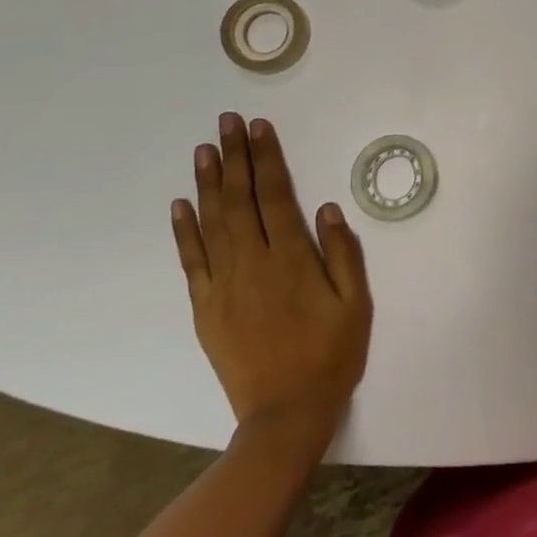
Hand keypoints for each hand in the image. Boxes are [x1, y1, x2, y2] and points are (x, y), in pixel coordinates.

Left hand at [171, 114, 371, 459]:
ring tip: (204, 149)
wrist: (285, 414)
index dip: (267, 158)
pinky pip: (191, 261)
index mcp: (292, 259)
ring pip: (212, 222)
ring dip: (208, 183)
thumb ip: (343, 253)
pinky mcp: (205, 307)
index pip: (276, 195)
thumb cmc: (330, 355)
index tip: (259, 127)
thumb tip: (327, 208)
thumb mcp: (356, 303)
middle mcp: (253, 263)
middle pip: (239, 200)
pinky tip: (180, 205)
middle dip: (234, 156)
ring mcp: (223, 285)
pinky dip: (184, 231)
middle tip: (227, 122)